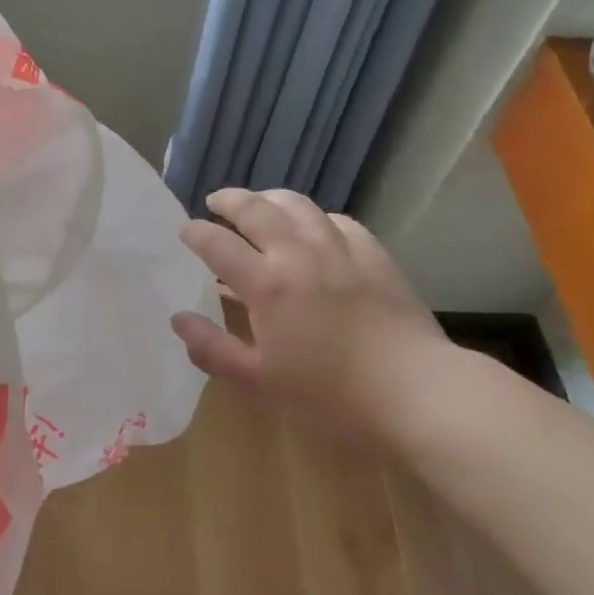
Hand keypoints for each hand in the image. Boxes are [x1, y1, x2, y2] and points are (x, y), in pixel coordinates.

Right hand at [171, 188, 449, 447]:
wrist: (414, 392)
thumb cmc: (330, 396)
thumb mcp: (261, 382)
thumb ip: (214, 348)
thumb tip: (179, 319)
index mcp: (267, 284)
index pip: (218, 244)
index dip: (196, 233)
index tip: (185, 230)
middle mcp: (298, 253)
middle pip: (256, 210)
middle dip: (229, 200)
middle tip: (215, 201)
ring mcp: (339, 250)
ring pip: (298, 205)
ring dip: (271, 198)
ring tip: (260, 202)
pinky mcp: (374, 255)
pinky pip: (338, 221)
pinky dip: (316, 217)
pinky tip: (316, 226)